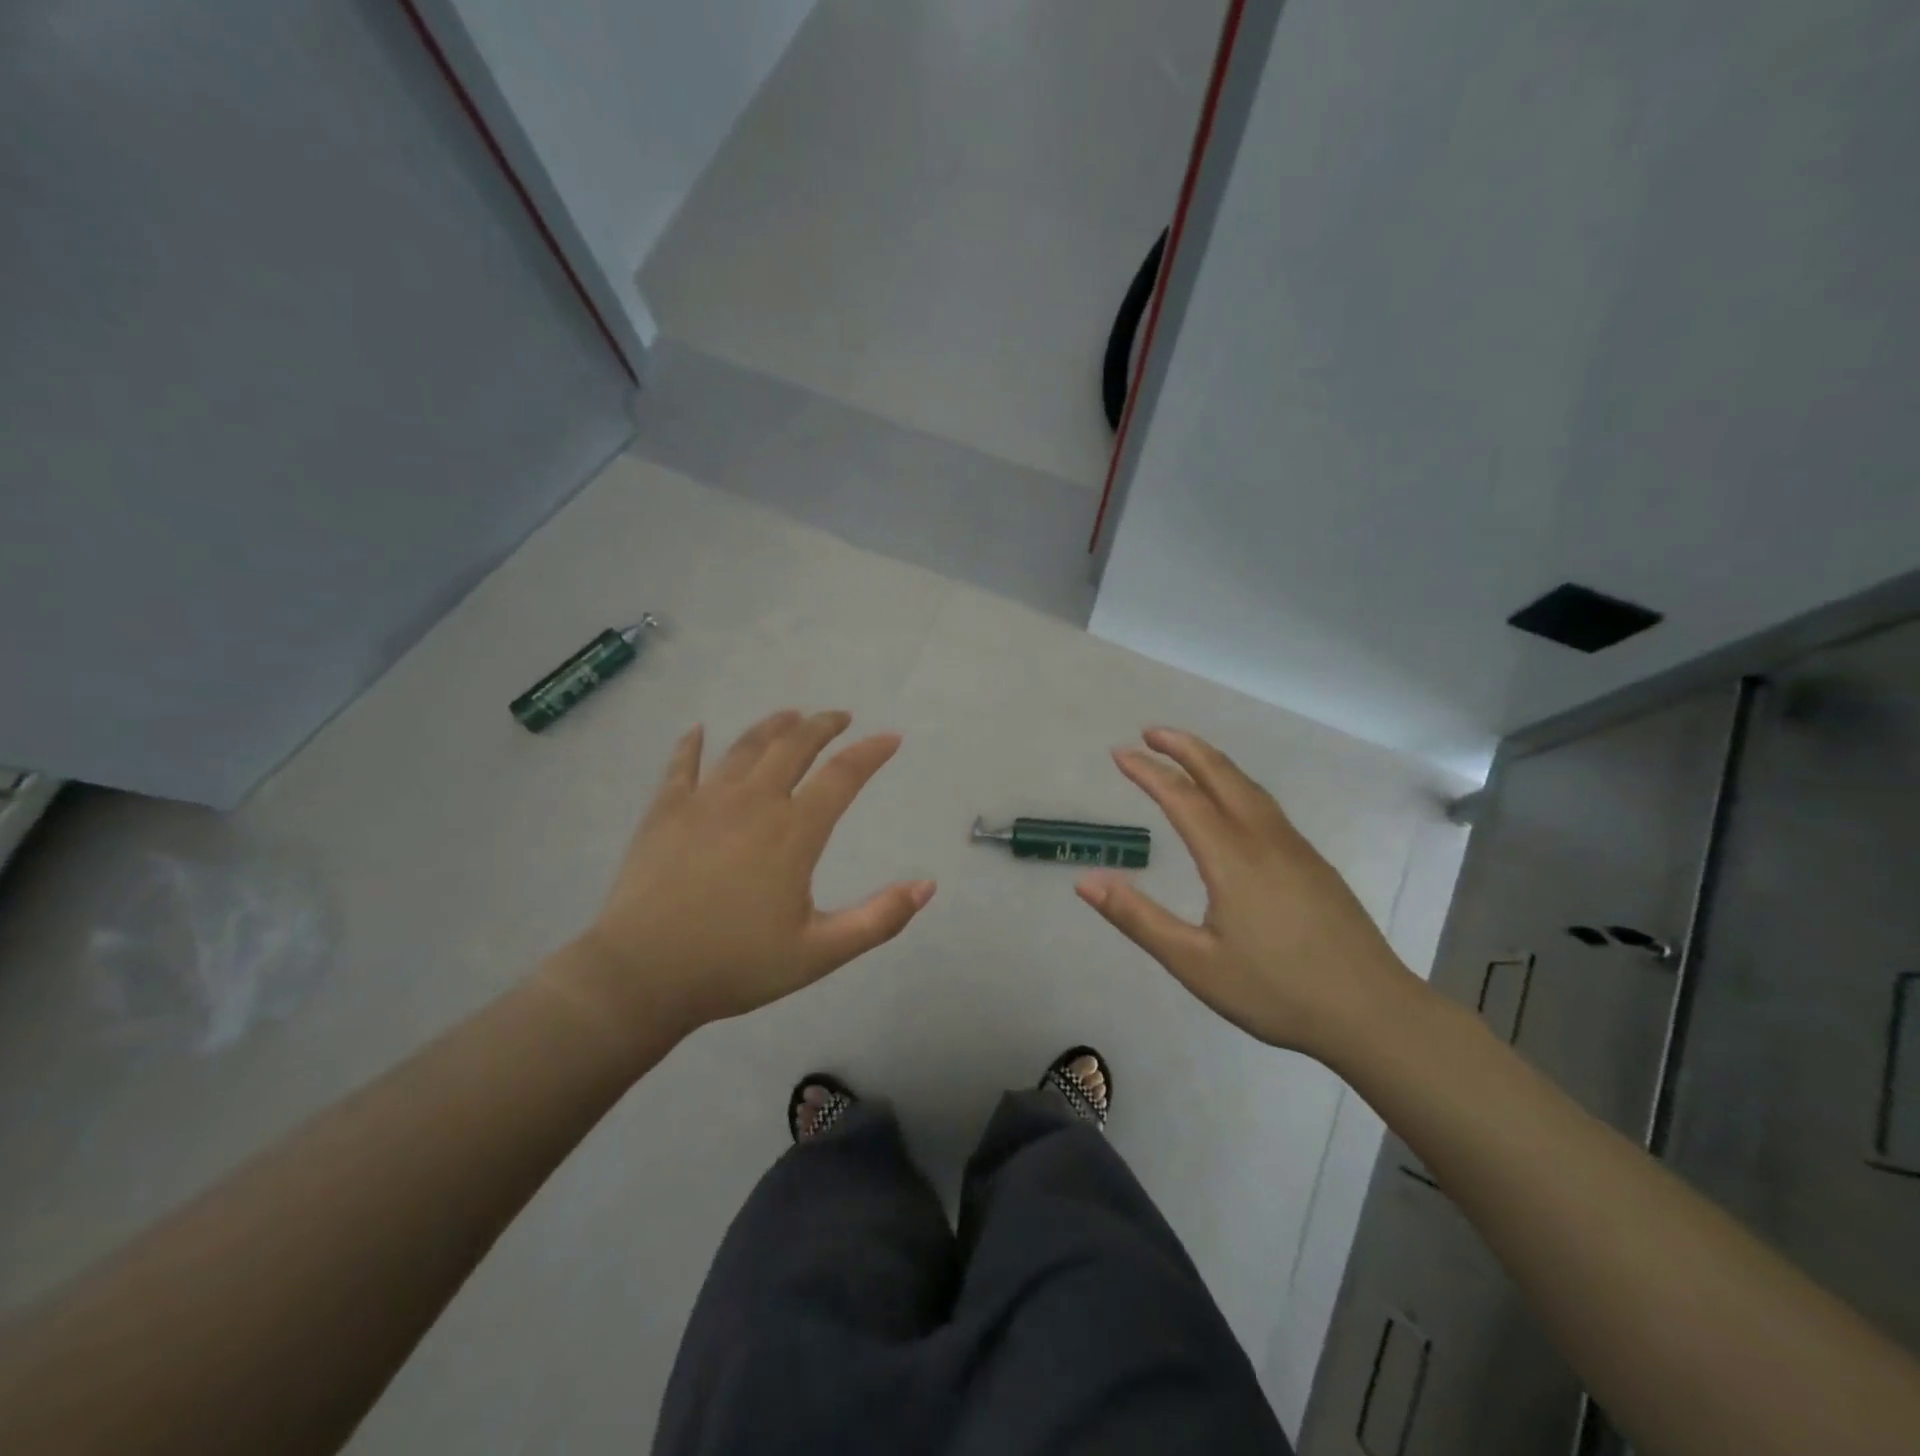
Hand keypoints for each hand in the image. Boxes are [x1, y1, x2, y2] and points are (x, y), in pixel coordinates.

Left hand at [558, 711, 935, 1038]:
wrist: (642, 976)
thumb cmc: (736, 966)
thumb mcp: (819, 953)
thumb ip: (879, 919)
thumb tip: (928, 886)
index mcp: (793, 832)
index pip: (842, 776)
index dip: (870, 753)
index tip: (890, 738)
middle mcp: (753, 802)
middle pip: (793, 746)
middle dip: (822, 725)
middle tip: (839, 717)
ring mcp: (704, 801)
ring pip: (745, 747)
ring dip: (772, 726)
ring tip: (790, 715)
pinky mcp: (665, 811)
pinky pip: (681, 765)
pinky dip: (693, 744)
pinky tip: (699, 731)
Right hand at [1076, 727, 1424, 1059]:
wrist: (1373, 1013)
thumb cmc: (1276, 991)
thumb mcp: (1194, 963)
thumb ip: (1138, 919)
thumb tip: (1085, 881)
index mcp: (1231, 857)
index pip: (1181, 798)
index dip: (1148, 771)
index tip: (1119, 753)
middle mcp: (1264, 839)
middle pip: (1221, 775)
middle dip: (1183, 747)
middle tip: (1150, 732)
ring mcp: (1295, 848)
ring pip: (1249, 787)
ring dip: (1212, 762)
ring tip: (1185, 755)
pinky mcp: (1313, 863)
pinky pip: (1266, 806)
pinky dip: (1236, 784)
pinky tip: (1232, 803)